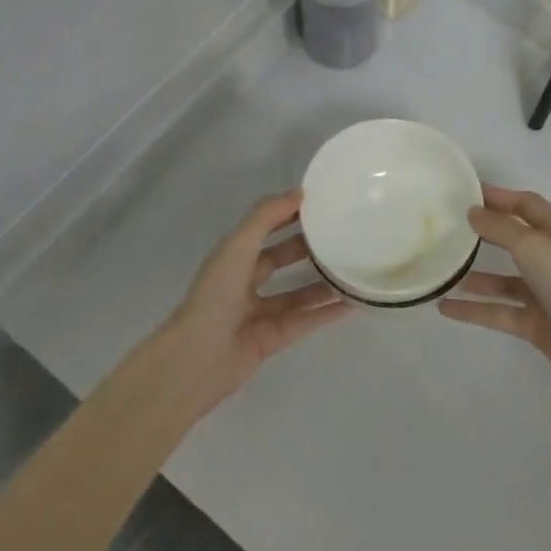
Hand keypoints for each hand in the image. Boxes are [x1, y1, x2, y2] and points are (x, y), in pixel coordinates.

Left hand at [156, 190, 353, 415]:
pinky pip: (304, 321)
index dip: (287, 215)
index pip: (264, 230)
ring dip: (322, 283)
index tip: (321, 204)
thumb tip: (299, 193)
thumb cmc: (215, 295)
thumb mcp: (238, 246)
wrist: (198, 358)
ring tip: (352, 269)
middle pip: (281, 260)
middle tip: (342, 236)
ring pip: (297, 294)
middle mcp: (244, 283)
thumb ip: (266, 217)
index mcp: (232, 258)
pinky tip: (352, 303)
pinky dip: (326, 313)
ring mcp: (259, 313)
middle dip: (307, 248)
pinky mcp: (272, 340)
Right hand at [439, 185, 550, 401]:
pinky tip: (444, 308)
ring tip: (443, 271)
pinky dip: (473, 310)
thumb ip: (501, 228)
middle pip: (514, 240)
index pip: (527, 205)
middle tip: (450, 227)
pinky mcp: (534, 324)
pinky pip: (498, 312)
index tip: (467, 192)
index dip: (500, 196)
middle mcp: (550, 260)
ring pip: (502, 280)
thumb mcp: (533, 247)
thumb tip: (473, 213)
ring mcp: (543, 294)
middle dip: (485, 232)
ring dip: (475, 276)